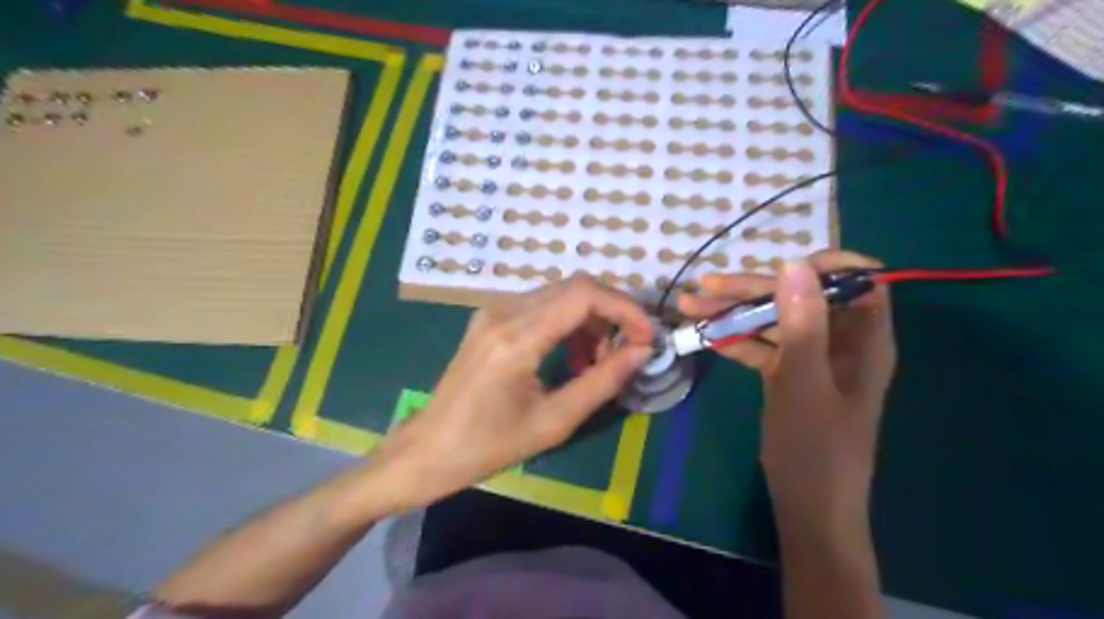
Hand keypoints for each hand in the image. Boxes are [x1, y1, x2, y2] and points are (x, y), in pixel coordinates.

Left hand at [374, 275, 653, 513]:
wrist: (427, 449)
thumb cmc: (487, 447)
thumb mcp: (553, 422)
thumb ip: (602, 382)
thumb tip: (641, 352)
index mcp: (516, 337)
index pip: (584, 295)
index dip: (625, 309)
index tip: (648, 337)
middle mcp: (504, 311)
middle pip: (575, 287)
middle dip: (611, 315)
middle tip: (627, 352)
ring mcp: (493, 311)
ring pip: (560, 295)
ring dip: (590, 321)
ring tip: (597, 363)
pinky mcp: (490, 318)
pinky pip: (541, 306)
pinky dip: (568, 324)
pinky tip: (570, 357)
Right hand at [683, 249, 894, 536]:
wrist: (807, 504)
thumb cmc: (815, 447)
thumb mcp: (804, 383)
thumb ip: (801, 324)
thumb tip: (792, 263)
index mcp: (864, 338)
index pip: (859, 279)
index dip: (824, 265)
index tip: (778, 266)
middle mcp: (840, 340)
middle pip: (800, 297)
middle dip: (753, 289)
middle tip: (705, 287)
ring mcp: (811, 357)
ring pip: (774, 320)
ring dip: (733, 313)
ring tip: (689, 306)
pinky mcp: (788, 373)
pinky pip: (762, 345)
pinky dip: (735, 339)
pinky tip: (704, 335)